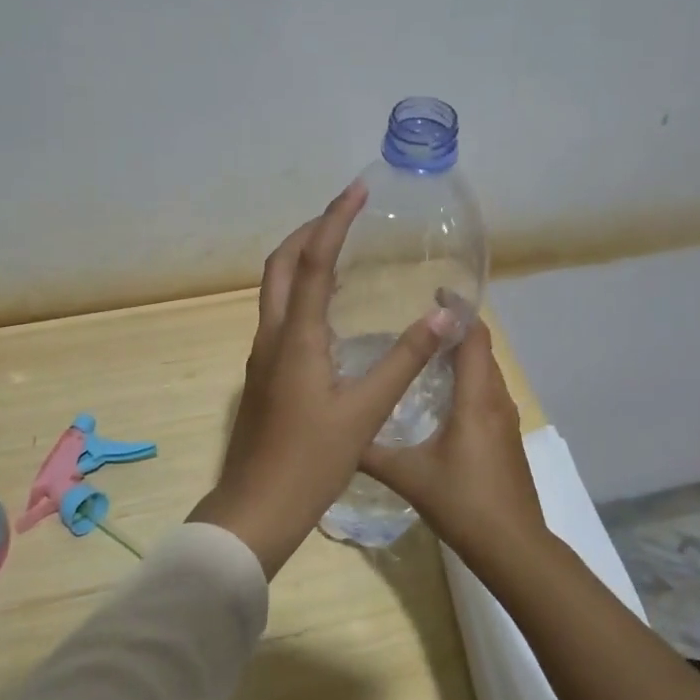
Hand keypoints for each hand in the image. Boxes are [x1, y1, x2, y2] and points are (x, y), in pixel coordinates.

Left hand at [188, 181, 458, 576]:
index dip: (334, 221)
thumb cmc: (310, 462)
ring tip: (339, 250)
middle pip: (280, 265)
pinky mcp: (264, 374)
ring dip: (301, 260)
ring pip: (274, 289)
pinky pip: (280, 315)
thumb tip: (444, 317)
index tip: (356, 191)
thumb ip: (404, 361)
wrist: (255, 508)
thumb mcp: (365, 412)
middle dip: (309, 232)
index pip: (313, 262)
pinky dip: (300, 292)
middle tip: (345, 215)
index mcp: (296, 337)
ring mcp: (262, 356)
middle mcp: (272, 336)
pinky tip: (329, 310)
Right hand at [358, 322, 544, 568]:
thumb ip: (370, 452)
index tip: (433, 291)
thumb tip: (335, 434)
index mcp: (476, 399)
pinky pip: (488, 393)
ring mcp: (506, 421)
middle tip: (416, 320)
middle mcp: (496, 401)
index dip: (458, 310)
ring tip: (424, 351)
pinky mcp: (507, 439)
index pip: (474, 337)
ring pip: (486, 372)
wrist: (513, 547)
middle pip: (482, 349)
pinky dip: (468, 380)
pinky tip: (441, 396)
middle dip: (455, 329)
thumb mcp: (408, 475)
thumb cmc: (463, 502)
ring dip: (463, 355)